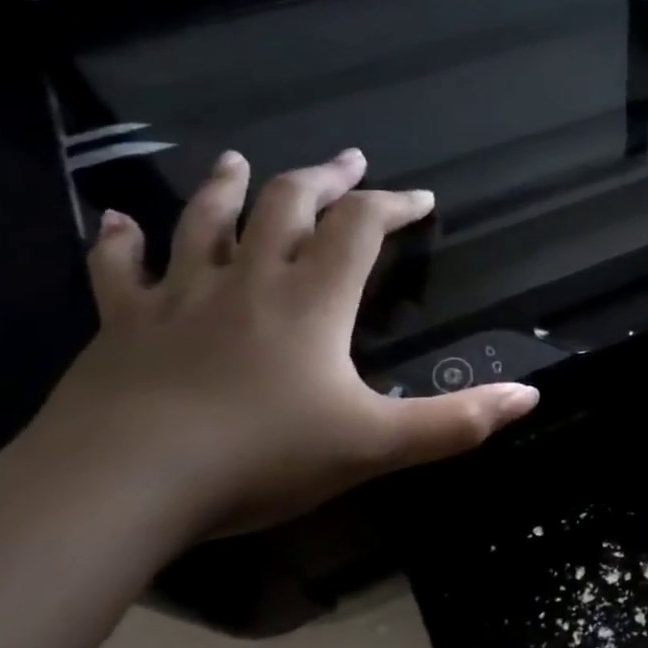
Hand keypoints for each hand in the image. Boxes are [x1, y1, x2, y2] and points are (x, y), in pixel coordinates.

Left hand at [31, 148, 539, 536]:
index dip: (393, 205)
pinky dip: (117, 240)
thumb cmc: (262, 457)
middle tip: (348, 161)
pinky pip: (116, 270)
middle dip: (322, 178)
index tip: (421, 199)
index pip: (360, 228)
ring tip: (238, 161)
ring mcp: (177, 298)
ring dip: (226, 187)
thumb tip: (531, 395)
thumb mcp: (378, 445)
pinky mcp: (122, 326)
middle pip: (285, 205)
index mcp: (311, 300)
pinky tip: (116, 219)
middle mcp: (247, 281)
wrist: (122, 487)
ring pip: (202, 222)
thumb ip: (458, 420)